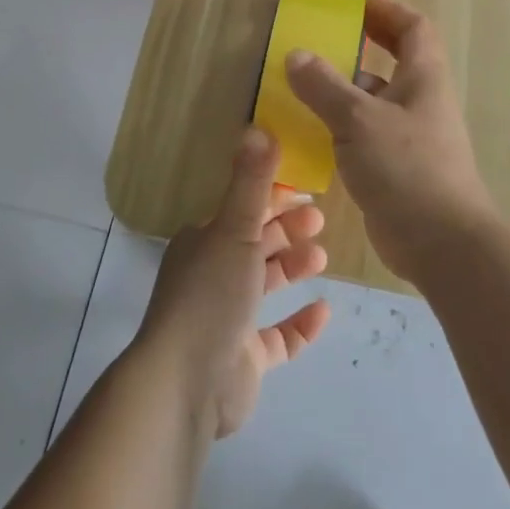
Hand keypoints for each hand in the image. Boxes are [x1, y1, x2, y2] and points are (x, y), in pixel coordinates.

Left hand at [134, 129, 331, 439]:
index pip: (242, 209)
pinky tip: (323, 310)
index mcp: (204, 241)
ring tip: (322, 257)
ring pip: (265, 284)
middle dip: (286, 228)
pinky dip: (299, 323)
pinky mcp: (244, 358)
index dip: (273, 196)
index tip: (305, 188)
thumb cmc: (210, 294)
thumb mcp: (234, 229)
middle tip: (320, 218)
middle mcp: (212, 274)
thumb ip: (251, 182)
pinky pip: (277, 336)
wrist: (186, 382)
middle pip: (255, 243)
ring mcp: (227, 318)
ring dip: (292, 267)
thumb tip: (257, 126)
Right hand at [286, 0, 495, 283]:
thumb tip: (296, 55)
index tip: (354, 7)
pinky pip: (365, 135)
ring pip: (374, 101)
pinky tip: (308, 134)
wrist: (442, 244)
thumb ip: (324, 86)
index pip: (413, 28)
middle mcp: (420, 101)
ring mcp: (409, 136)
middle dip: (359, 49)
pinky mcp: (396, 168)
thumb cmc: (407, 167)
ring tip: (300, 87)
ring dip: (342, 91)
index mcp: (423, 78)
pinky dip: (340, 127)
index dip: (387, 11)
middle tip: (319, 43)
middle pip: (392, 62)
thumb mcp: (358, 119)